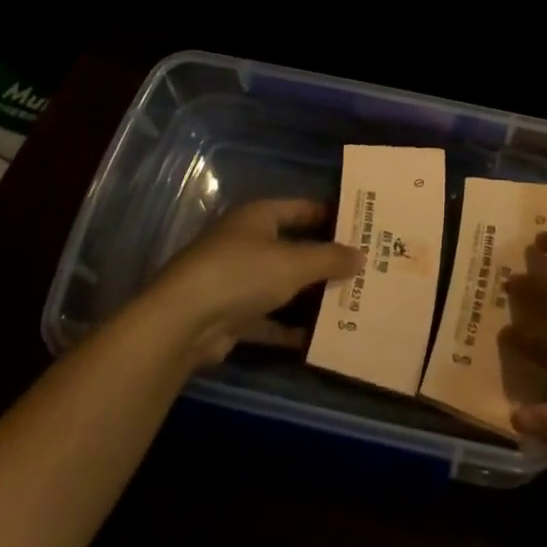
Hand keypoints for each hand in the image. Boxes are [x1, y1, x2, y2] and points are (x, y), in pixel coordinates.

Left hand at [142, 199, 359, 368]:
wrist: (182, 323)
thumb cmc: (241, 275)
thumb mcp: (293, 263)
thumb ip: (329, 259)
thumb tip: (361, 255)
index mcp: (258, 217)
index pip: (301, 208)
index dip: (331, 215)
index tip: (363, 227)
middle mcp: (246, 243)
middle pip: (293, 247)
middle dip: (325, 260)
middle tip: (364, 268)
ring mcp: (236, 280)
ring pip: (282, 285)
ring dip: (310, 296)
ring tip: (351, 302)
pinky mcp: (231, 315)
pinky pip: (268, 318)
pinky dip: (289, 328)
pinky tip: (319, 337)